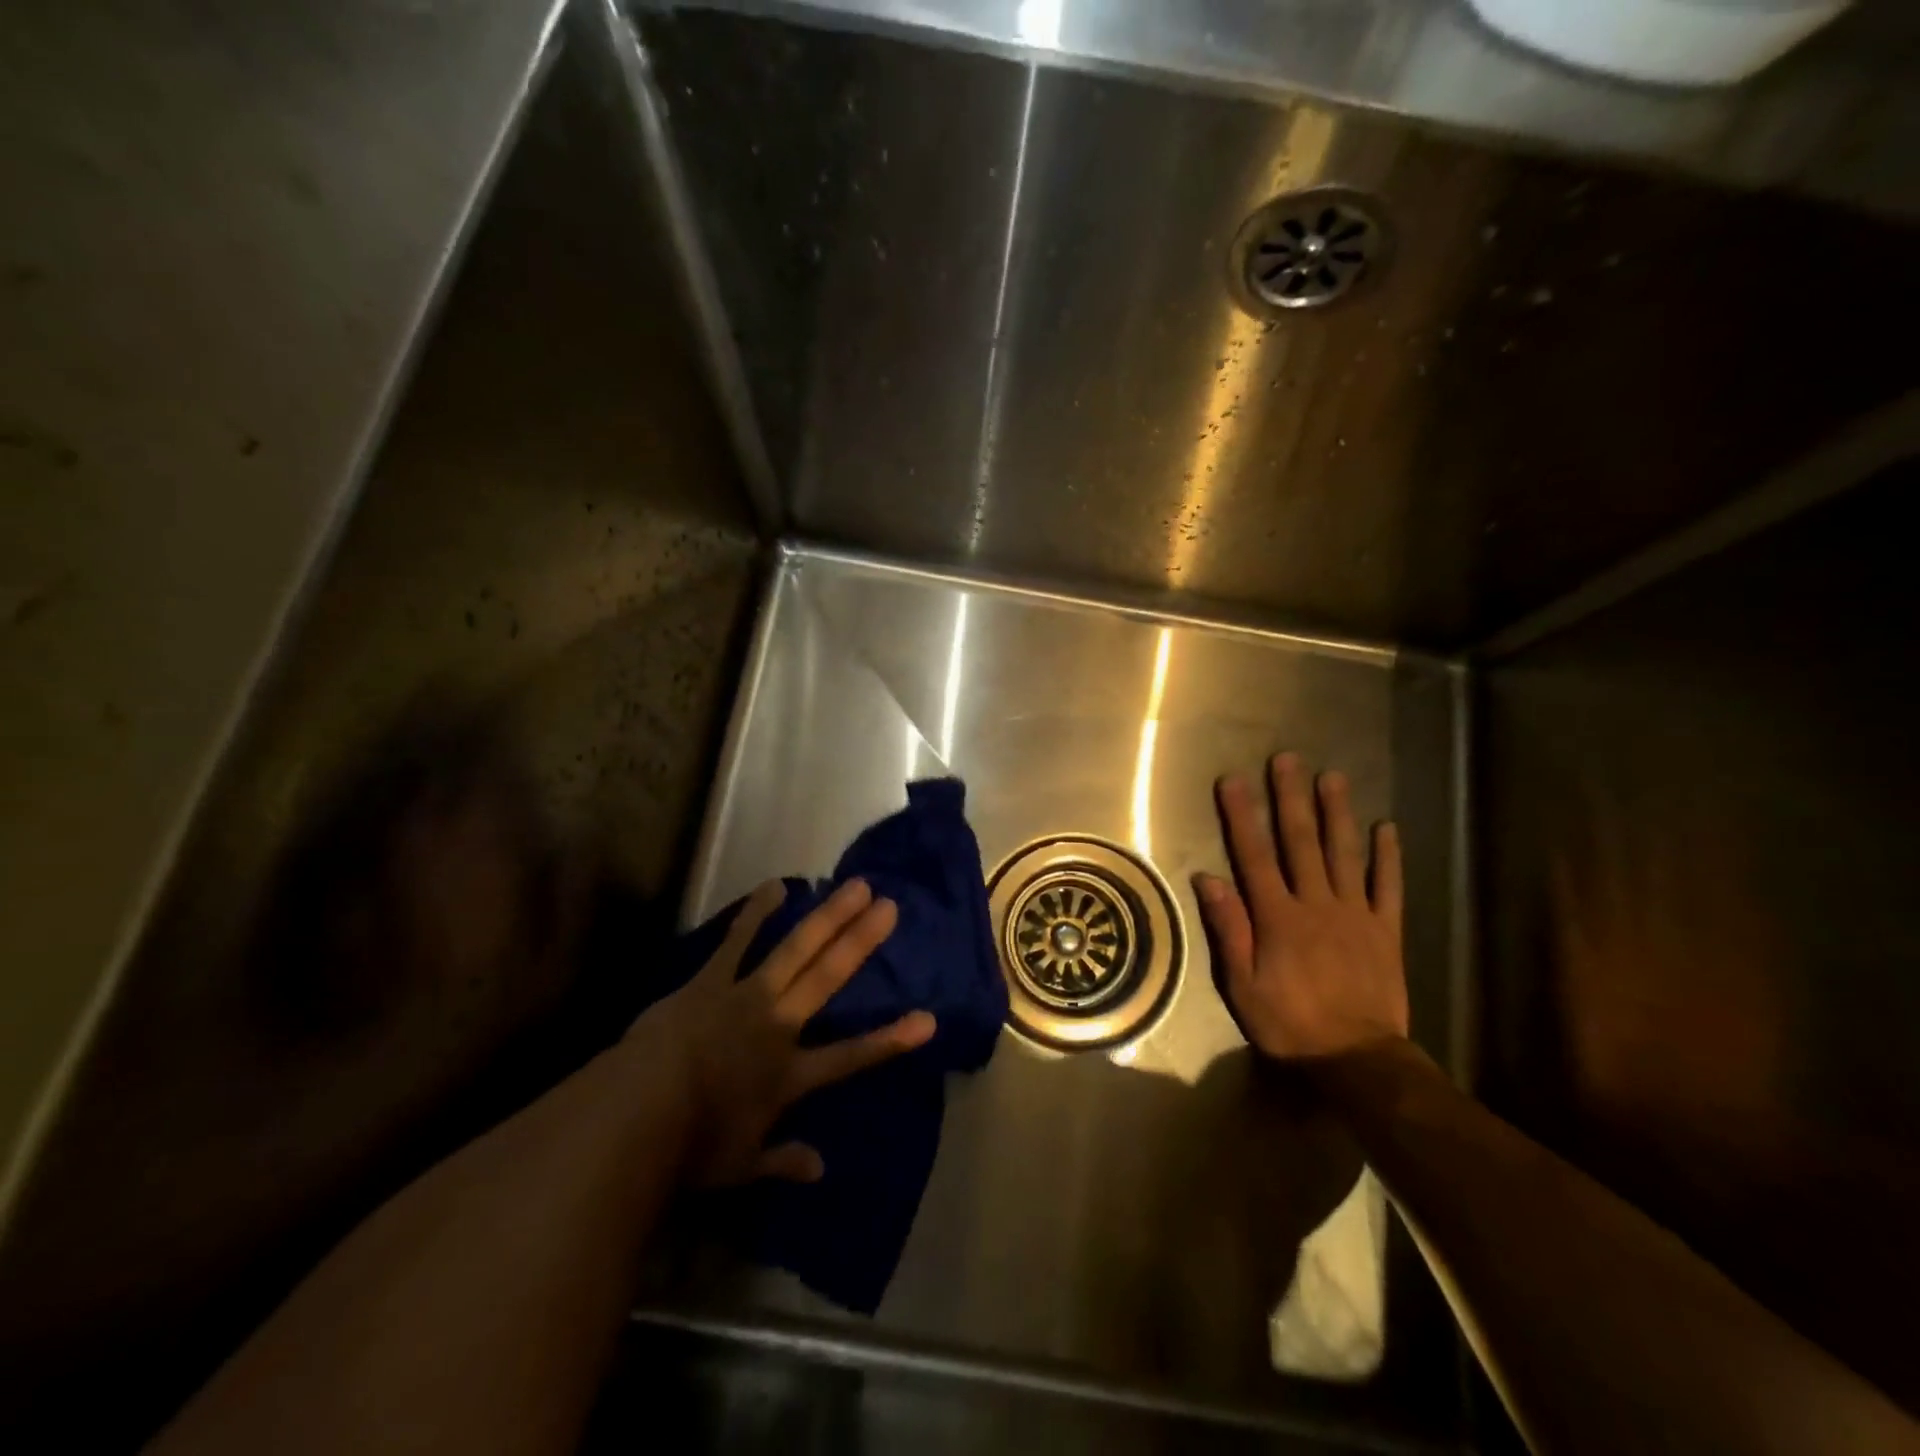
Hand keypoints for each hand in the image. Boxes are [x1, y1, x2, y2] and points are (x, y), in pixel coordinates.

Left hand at [626, 878, 935, 1185]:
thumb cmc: (689, 1147)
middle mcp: (778, 1026)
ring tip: (855, 885)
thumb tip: (821, 1170)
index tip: (928, 1021)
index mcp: (789, 1075)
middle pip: (829, 978)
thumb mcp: (740, 1166)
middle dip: (861, 942)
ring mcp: (747, 996)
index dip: (890, 1040)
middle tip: (889, 906)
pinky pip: (738, 941)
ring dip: (827, 916)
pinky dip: (757, 912)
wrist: (637, 1112)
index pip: (850, 1057)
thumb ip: (782, 1161)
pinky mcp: (712, 981)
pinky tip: (776, 885)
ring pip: (796, 950)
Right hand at [1195, 752, 1406, 1061]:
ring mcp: (1355, 914)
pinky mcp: (1385, 931)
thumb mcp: (1242, 985)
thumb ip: (1229, 929)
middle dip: (1291, 798)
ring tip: (1332, 777)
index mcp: (1277, 917)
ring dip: (1337, 813)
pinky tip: (1387, 828)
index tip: (1234, 780)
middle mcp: (1316, 904)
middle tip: (1287, 759)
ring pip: (1344, 854)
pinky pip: (1389, 887)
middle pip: (1301, 842)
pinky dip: (1388, 857)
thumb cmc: (1290, 1024)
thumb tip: (1207, 878)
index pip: (1254, 855)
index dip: (1242, 815)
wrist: (1358, 1060)